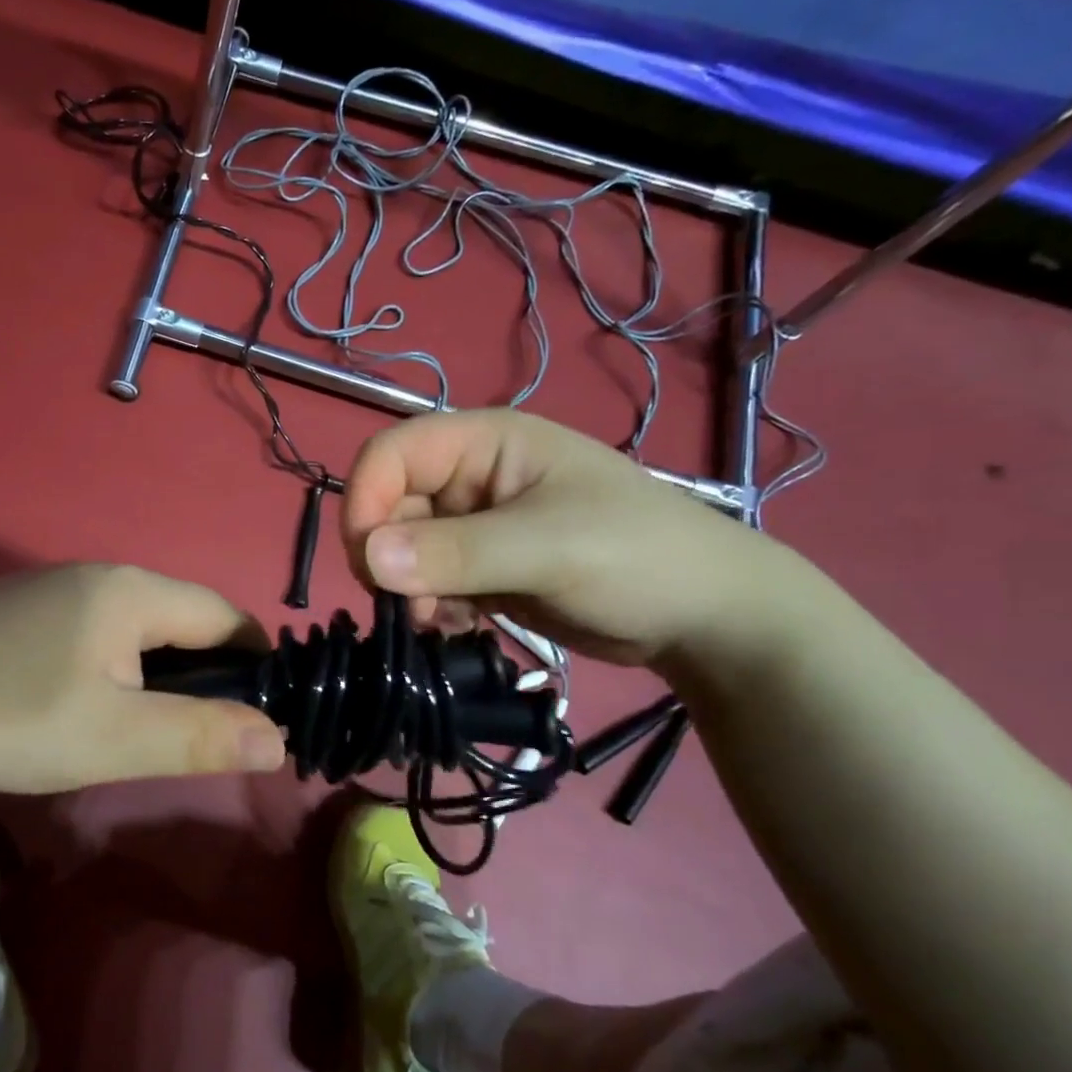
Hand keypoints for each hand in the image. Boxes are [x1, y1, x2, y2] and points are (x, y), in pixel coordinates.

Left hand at [0, 564, 286, 794]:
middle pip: (174, 614)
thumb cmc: (16, 718)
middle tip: (207, 721)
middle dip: (204, 664)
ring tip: (148, 716)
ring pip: (126, 621)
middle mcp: (93, 574)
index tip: (269, 700)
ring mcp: (45, 587)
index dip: (255, 656)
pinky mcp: (8, 609)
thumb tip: (278, 739)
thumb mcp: (119, 739)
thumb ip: (202, 736)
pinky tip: (79, 697)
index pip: (222, 614)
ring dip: (152, 662)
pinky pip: (82, 627)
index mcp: (132, 592)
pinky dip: (105, 659)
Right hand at [340, 410, 806, 667]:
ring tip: (443, 623)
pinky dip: (429, 608)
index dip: (366, 500)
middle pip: (389, 506)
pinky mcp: (481, 568)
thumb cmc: (638, 559)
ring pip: (402, 551)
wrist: (705, 619)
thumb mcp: (547, 549)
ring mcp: (475, 526)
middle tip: (413, 608)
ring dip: (408, 590)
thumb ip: (456, 552)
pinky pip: (426, 582)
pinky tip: (461, 628)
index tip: (369, 564)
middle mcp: (470, 479)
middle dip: (388, 559)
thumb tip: (368, 557)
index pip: (391, 454)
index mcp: (486, 443)